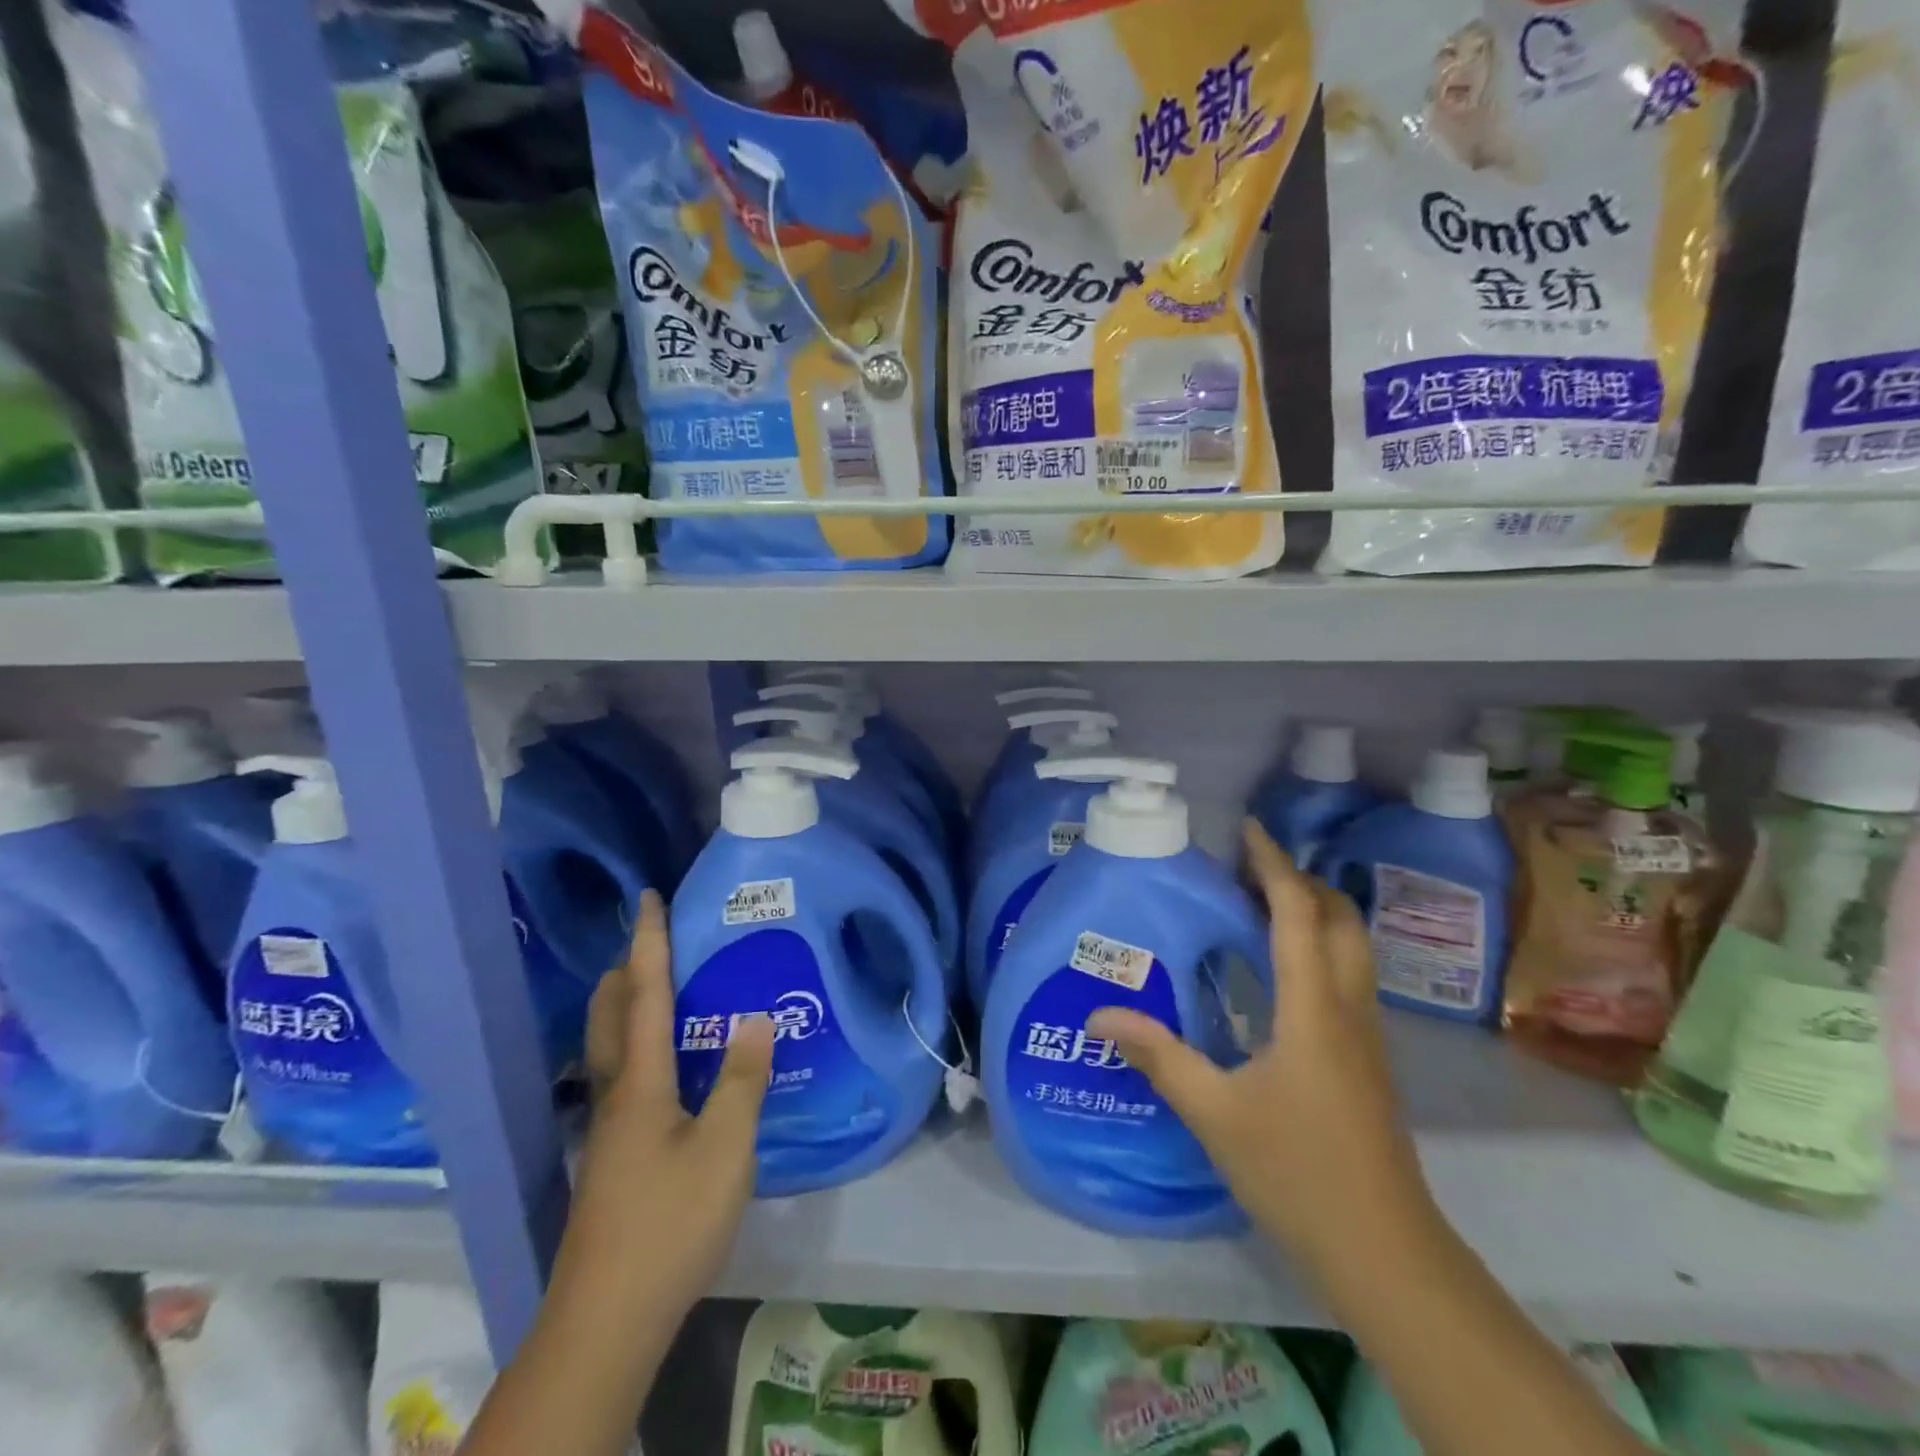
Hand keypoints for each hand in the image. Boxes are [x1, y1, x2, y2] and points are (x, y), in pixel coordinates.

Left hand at [560, 889, 774, 1321]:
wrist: (608, 1318)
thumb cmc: (671, 1222)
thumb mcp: (725, 1148)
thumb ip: (742, 1079)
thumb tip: (755, 1017)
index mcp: (641, 1081)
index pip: (645, 994)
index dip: (649, 943)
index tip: (647, 898)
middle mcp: (617, 1093)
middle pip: (610, 1015)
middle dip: (626, 969)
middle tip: (654, 940)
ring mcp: (609, 1128)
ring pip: (610, 1046)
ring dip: (627, 1006)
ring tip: (663, 990)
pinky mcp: (613, 1156)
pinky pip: (623, 1075)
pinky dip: (638, 1045)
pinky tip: (670, 1068)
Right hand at [1089, 821, 1439, 1284]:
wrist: (1384, 1251)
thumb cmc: (1297, 1172)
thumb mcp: (1214, 1112)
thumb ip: (1158, 1055)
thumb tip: (1100, 1014)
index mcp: (1313, 1008)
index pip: (1298, 913)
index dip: (1274, 865)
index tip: (1247, 830)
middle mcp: (1348, 1007)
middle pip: (1339, 918)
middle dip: (1299, 879)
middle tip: (1247, 867)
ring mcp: (1365, 1033)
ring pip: (1350, 946)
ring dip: (1313, 910)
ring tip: (1259, 903)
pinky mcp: (1367, 1057)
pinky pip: (1345, 975)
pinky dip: (1317, 946)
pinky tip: (1279, 969)